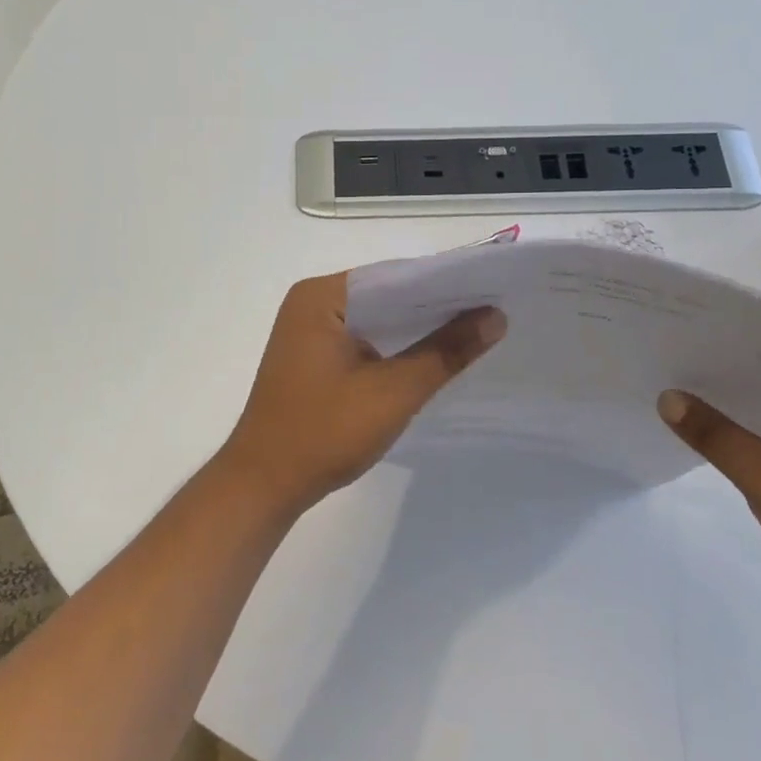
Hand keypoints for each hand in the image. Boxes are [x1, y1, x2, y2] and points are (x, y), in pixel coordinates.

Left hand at [217, 274, 505, 517]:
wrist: (264, 485)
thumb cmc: (324, 432)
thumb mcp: (394, 392)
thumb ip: (446, 352)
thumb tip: (496, 316)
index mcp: (322, 296)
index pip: (396, 275)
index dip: (446, 283)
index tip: (493, 289)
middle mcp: (312, 302)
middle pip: (386, 294)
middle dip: (435, 306)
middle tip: (493, 310)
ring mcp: (308, 330)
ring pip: (376, 318)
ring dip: (416, 328)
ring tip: (474, 330)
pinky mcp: (312, 357)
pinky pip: (362, 339)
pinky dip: (394, 346)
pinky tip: (431, 356)